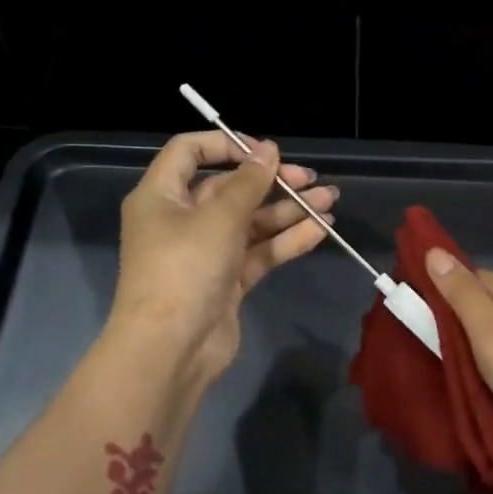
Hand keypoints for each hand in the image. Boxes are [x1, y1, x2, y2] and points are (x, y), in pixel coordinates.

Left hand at [109, 131, 335, 387]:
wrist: (172, 348)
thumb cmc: (185, 268)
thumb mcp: (218, 217)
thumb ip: (248, 182)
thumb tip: (269, 150)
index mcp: (162, 196)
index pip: (189, 152)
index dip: (227, 145)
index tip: (266, 151)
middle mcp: (181, 219)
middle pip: (229, 188)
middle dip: (271, 182)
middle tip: (309, 178)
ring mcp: (206, 252)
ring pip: (251, 222)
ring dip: (288, 211)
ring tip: (330, 201)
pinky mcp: (227, 280)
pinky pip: (259, 251)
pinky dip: (286, 240)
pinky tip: (320, 230)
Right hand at [422, 248, 492, 452]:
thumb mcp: (489, 331)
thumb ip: (461, 294)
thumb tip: (434, 250)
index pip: (472, 276)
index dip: (441, 285)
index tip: (412, 304)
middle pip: (485, 305)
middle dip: (454, 319)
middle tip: (420, 341)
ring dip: (471, 346)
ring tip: (441, 364)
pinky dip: (488, 366)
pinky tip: (476, 382)